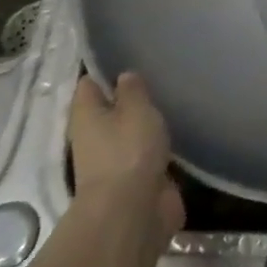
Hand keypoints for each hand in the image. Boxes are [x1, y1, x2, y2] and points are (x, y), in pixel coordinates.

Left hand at [68, 73, 184, 243]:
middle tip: (160, 76)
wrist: (132, 211)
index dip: (106, 71)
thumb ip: (132, 90)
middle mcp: (95, 136)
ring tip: (174, 100)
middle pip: (109, 109)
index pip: (89, 84)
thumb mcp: (135, 110)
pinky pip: (148, 153)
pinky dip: (159, 145)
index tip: (130, 56)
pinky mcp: (137, 178)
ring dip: (146, 123)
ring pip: (130, 132)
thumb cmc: (128, 151)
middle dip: (130, 97)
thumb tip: (124, 76)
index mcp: (86, 116)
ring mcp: (115, 160)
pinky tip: (180, 131)